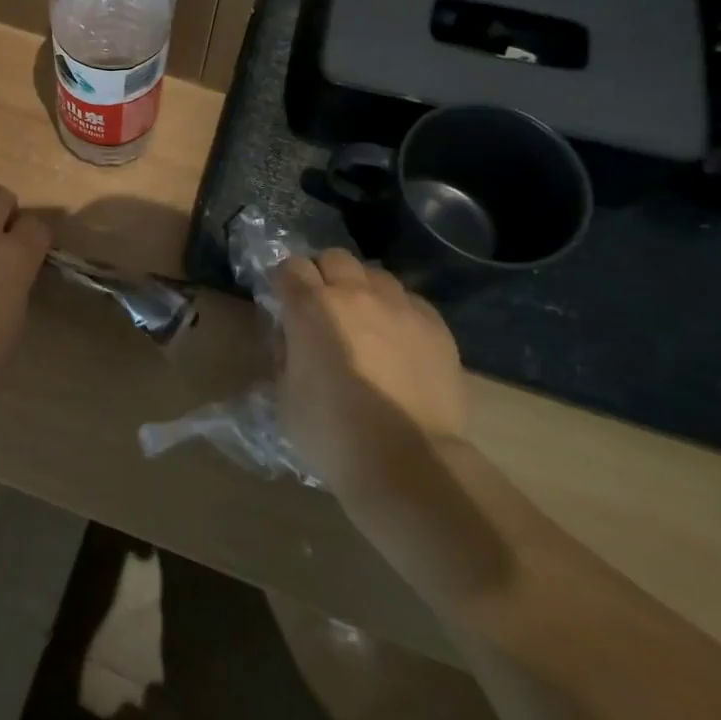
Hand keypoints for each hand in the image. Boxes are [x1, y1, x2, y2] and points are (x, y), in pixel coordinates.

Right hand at [274, 250, 466, 498]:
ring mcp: (400, 307)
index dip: (285, 281)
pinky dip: (397, 310)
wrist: (408, 461)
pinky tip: (397, 339)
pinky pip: (411, 301)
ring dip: (363, 288)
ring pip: (376, 274)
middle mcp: (355, 294)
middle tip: (322, 305)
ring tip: (363, 318)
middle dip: (323, 274)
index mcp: (310, 308)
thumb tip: (292, 340)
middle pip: (335, 258)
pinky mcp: (436, 327)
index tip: (284, 300)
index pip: (290, 267)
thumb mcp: (286, 395)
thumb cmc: (332, 433)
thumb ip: (286, 355)